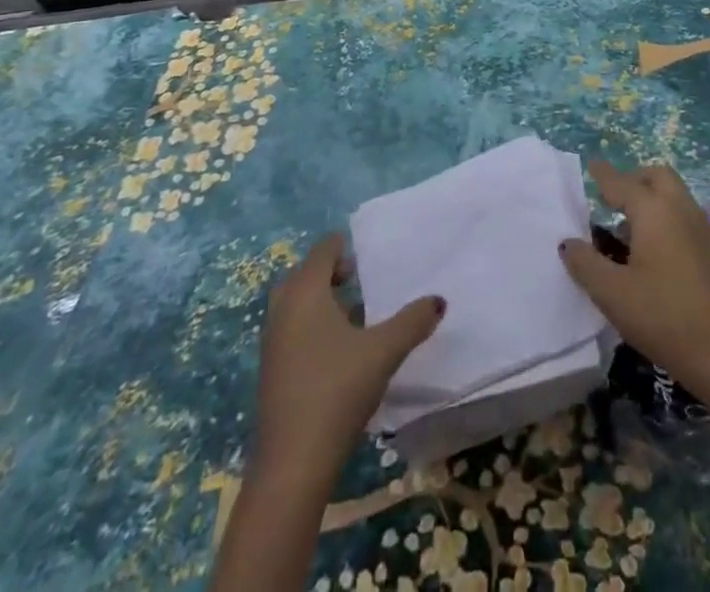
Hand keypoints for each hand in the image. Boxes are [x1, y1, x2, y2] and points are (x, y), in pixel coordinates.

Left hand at [254, 234, 445, 483]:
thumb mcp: (384, 351)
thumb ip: (412, 321)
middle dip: (329, 272)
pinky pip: (291, 330)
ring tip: (354, 313)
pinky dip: (311, 325)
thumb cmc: (337, 390)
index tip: (365, 253)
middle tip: (358, 279)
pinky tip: (338, 350)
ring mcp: (272, 342)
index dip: (342, 246)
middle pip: (304, 274)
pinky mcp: (271, 371)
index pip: (322, 251)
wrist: (293, 463)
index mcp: (306, 292)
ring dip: (320, 301)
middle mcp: (283, 309)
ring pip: (295, 304)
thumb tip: (438, 300)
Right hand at [558, 159, 709, 389]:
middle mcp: (680, 208)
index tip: (591, 166)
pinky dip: (663, 218)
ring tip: (624, 231)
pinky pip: (683, 217)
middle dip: (633, 180)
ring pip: (673, 196)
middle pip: (656, 177)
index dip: (604, 175)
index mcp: (654, 210)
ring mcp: (702, 229)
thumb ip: (586, 264)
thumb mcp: (613, 294)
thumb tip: (568, 242)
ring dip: (650, 200)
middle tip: (611, 199)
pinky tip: (649, 253)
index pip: (622, 183)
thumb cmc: (665, 318)